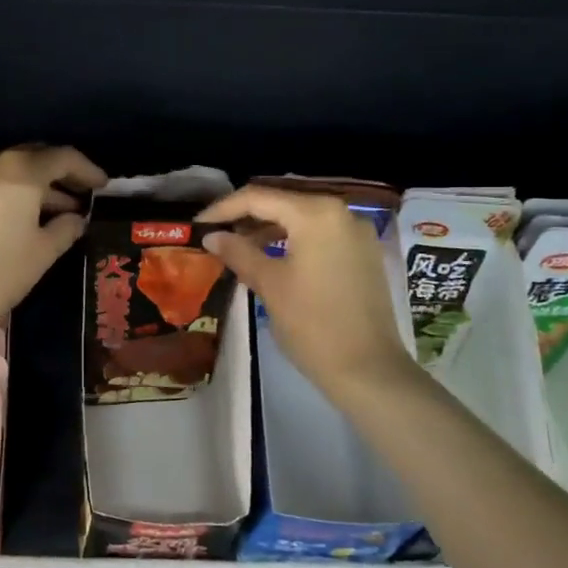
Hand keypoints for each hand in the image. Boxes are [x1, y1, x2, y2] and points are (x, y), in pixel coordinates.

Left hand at [0, 145, 106, 335]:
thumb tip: (77, 218)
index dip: (87, 170)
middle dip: (62, 174)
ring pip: (14, 170)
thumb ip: (65, 229)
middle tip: (83, 195)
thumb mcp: (42, 252)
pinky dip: (16, 193)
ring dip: (39, 186)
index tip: (103, 186)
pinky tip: (28, 217)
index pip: (63, 157)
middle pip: (36, 157)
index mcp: (21, 171)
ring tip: (62, 212)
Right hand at [196, 186, 413, 403]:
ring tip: (237, 247)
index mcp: (316, 213)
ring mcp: (357, 233)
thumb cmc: (313, 324)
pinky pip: (320, 234)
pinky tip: (271, 257)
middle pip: (282, 202)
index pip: (258, 198)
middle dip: (245, 217)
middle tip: (214, 234)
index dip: (223, 209)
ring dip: (268, 229)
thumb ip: (238, 252)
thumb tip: (212, 236)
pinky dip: (292, 240)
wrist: (369, 370)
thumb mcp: (269, 284)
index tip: (198, 225)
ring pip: (302, 218)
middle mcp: (341, 212)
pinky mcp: (364, 254)